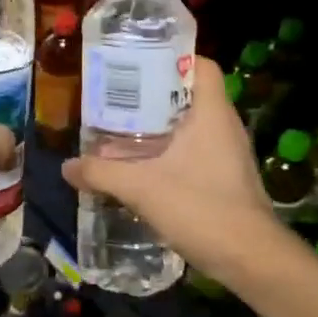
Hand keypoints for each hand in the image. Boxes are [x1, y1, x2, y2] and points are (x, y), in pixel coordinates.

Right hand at [61, 57, 279, 281]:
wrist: (250, 258)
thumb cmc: (200, 208)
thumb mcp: (142, 188)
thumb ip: (102, 173)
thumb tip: (67, 166)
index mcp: (212, 112)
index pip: (201, 64)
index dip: (172, 58)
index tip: (138, 65)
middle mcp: (225, 125)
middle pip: (190, 94)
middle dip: (154, 95)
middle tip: (118, 99)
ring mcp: (229, 153)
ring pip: (192, 126)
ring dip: (161, 127)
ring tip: (122, 131)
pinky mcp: (227, 177)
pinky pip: (196, 151)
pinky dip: (171, 152)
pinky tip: (144, 168)